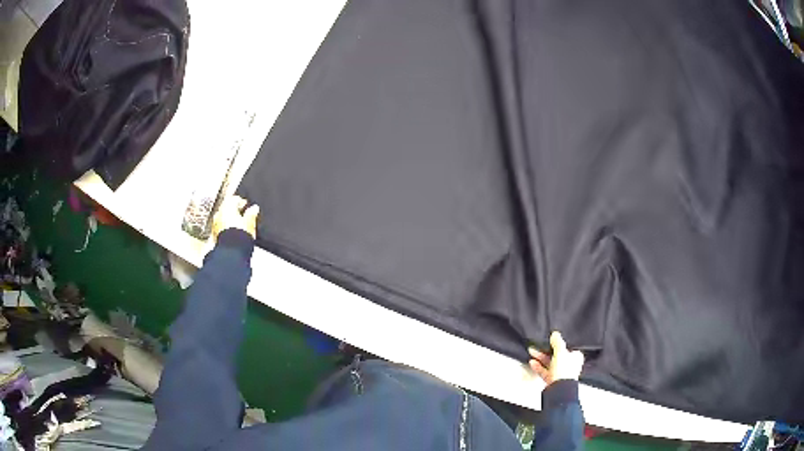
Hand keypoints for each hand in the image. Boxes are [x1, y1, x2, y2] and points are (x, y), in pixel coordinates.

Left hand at [212, 195, 259, 240]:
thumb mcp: (250, 222)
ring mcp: (215, 224)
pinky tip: (232, 232)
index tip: (246, 204)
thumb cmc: (240, 236)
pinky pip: (220, 227)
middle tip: (242, 214)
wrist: (231, 252)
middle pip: (227, 208)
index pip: (234, 199)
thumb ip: (252, 213)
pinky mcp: (215, 234)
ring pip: (223, 217)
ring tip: (238, 225)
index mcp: (227, 207)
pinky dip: (226, 227)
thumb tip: (254, 208)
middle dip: (234, 210)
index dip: (241, 201)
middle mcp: (219, 213)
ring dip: (229, 219)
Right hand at [529, 331, 584, 384]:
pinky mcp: (552, 379)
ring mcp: (560, 373)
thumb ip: (557, 342)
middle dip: (545, 350)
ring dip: (540, 358)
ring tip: (532, 352)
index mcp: (576, 357)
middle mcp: (569, 365)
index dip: (558, 343)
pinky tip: (532, 362)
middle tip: (537, 346)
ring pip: (549, 363)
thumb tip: (555, 334)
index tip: (549, 340)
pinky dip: (538, 366)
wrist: (559, 388)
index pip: (567, 347)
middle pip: (556, 355)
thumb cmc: (565, 370)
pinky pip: (544, 371)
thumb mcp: (561, 351)